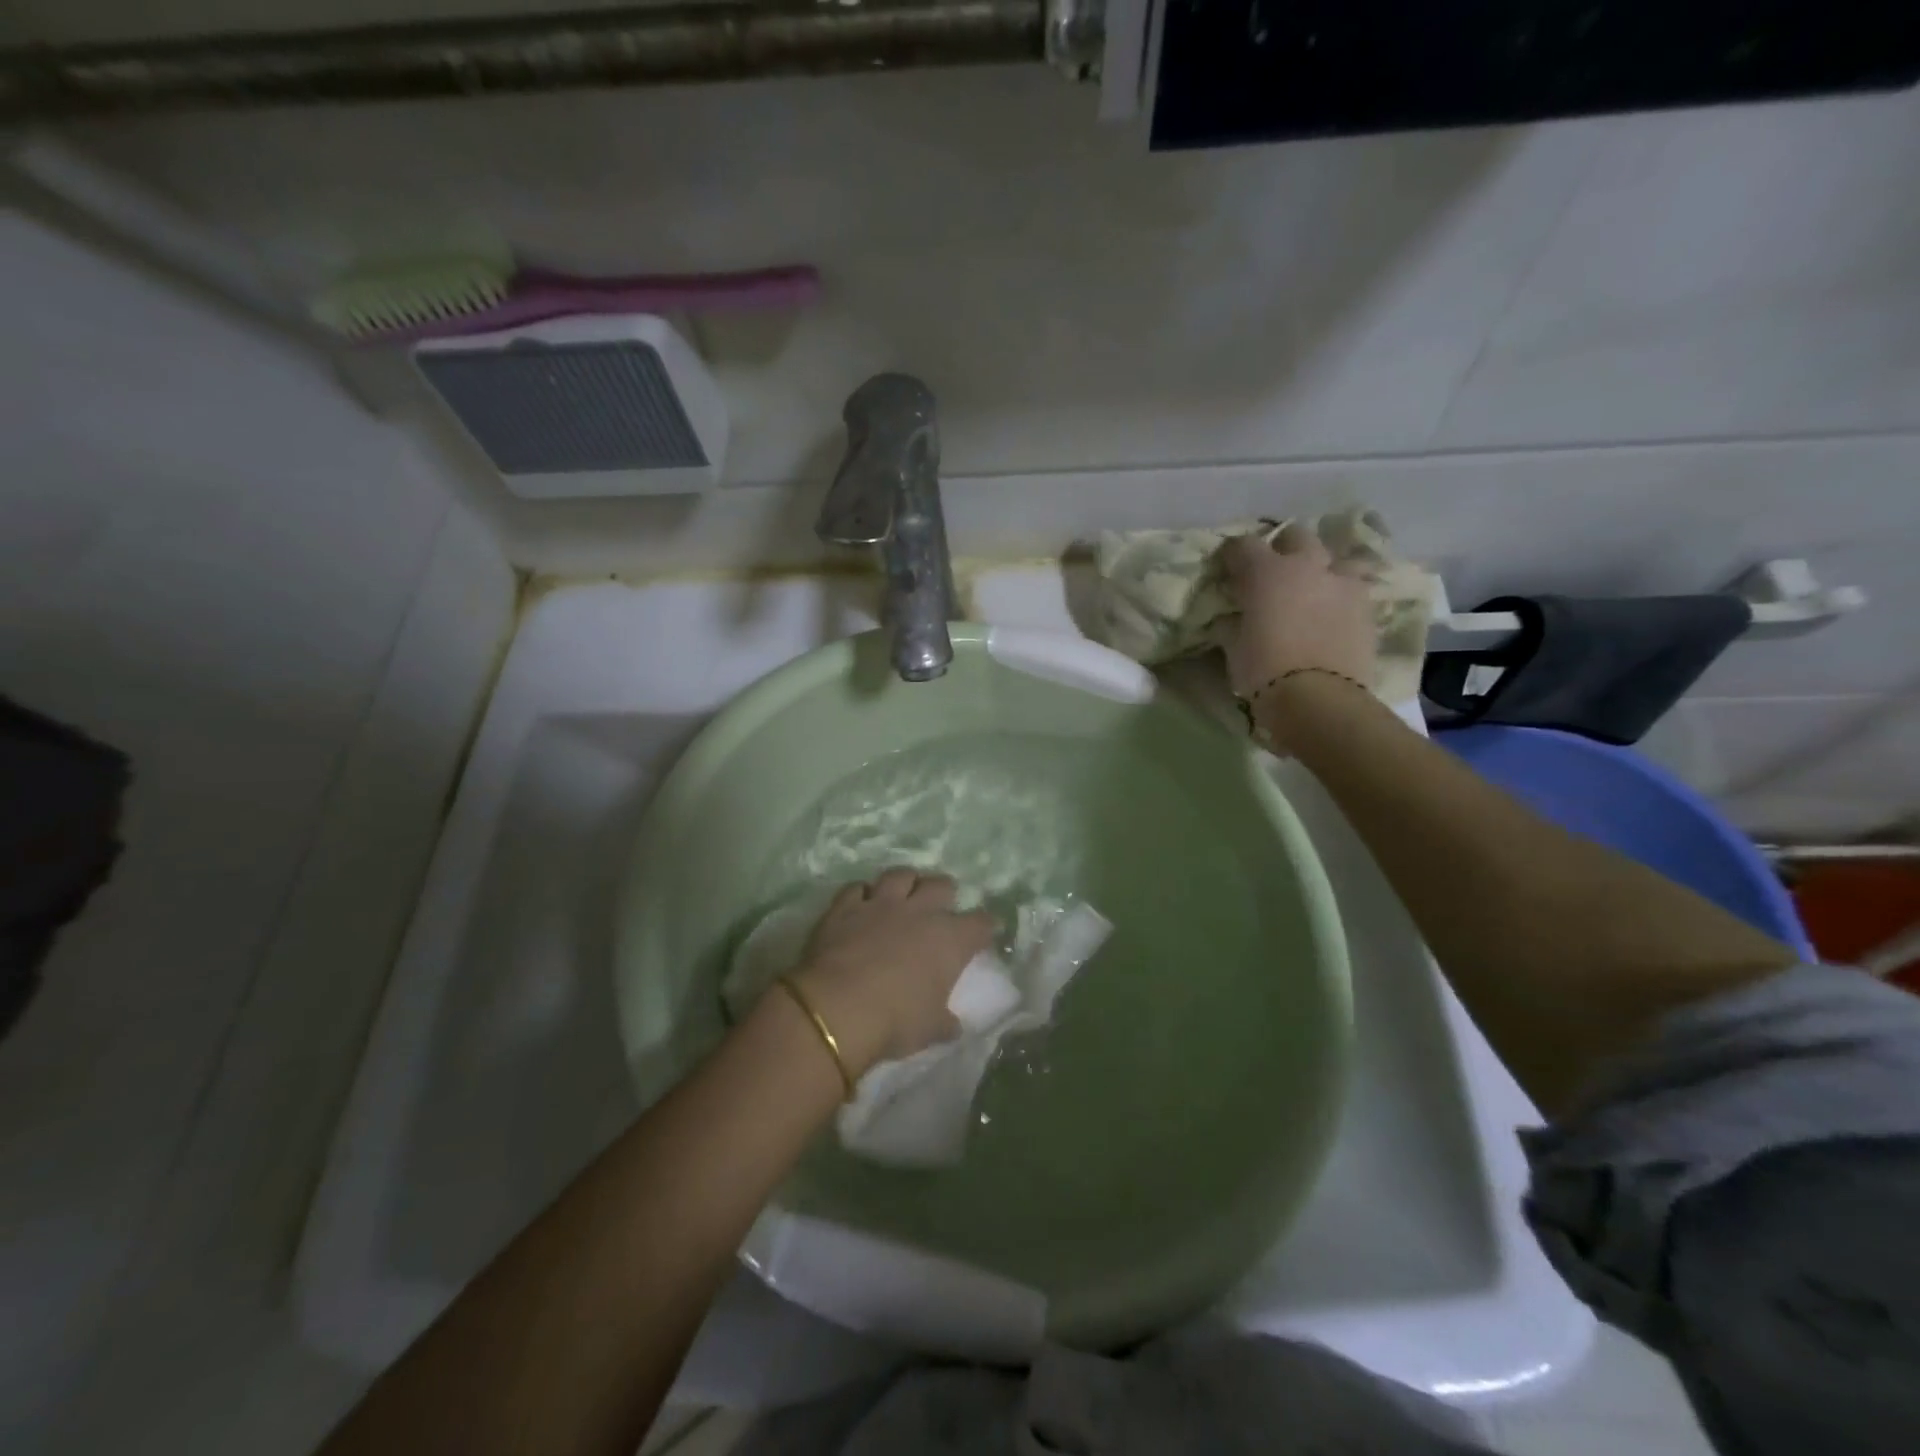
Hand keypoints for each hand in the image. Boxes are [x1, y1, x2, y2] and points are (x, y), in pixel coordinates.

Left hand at [790, 869, 995, 1077]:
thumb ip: (944, 1022)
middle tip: (940, 907)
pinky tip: (861, 902)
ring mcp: (881, 904)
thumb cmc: (896, 1020)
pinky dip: (862, 894)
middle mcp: (920, 911)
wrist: (838, 1008)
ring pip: (901, 875)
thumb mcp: (930, 1030)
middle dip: (944, 893)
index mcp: (950, 939)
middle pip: (942, 885)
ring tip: (903, 894)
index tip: (985, 931)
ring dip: (905, 882)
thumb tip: (953, 1025)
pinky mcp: (845, 906)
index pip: (980, 924)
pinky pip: (857, 888)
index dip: (985, 926)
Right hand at [1218, 524, 1376, 700]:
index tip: (1228, 569)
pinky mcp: (1368, 608)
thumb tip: (1233, 617)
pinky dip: (1340, 598)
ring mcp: (1344, 584)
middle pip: (1296, 536)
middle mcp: (1308, 567)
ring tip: (1313, 592)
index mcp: (1267, 573)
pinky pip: (1354, 590)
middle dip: (1283, 548)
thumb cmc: (1264, 671)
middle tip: (1273, 573)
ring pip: (1335, 559)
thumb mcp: (1235, 647)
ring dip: (1322, 570)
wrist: (1318, 699)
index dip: (1233, 555)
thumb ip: (1234, 623)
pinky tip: (1333, 617)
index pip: (1243, 545)